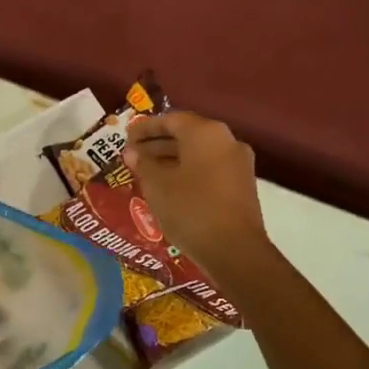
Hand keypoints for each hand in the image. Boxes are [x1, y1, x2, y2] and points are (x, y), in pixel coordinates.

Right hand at [124, 112, 271, 277]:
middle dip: (157, 144)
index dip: (145, 128)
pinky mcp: (241, 185)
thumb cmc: (189, 208)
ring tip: (146, 173)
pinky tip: (168, 188)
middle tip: (133, 155)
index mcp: (205, 133)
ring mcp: (238, 164)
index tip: (126, 137)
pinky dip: (187, 172)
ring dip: (171, 159)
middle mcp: (226, 141)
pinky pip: (208, 169)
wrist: (233, 249)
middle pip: (186, 135)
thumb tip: (133, 152)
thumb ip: (143, 163)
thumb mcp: (157, 184)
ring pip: (198, 154)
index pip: (171, 120)